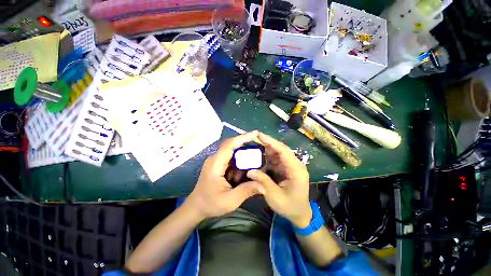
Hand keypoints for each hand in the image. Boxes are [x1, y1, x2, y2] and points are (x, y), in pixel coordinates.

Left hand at [185, 131, 263, 219]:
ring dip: (243, 157)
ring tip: (254, 163)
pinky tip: (243, 172)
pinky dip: (239, 163)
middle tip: (260, 148)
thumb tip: (264, 185)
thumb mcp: (230, 200)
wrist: (196, 207)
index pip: (229, 145)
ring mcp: (216, 161)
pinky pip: (231, 159)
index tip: (255, 133)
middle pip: (232, 146)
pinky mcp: (218, 164)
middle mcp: (215, 159)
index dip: (242, 138)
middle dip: (246, 145)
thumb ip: (247, 191)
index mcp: (216, 164)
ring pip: (233, 152)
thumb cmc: (210, 204)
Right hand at [247, 132, 311, 227]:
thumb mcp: (275, 197)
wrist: (300, 214)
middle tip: (254, 138)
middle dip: (268, 143)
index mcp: (296, 170)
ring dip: (267, 150)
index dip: (271, 141)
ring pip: (278, 153)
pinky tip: (259, 158)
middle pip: (281, 149)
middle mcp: (295, 165)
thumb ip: (263, 182)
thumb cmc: (290, 207)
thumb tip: (250, 170)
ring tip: (254, 146)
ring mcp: (292, 166)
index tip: (259, 135)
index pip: (283, 151)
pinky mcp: (287, 168)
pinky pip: (277, 159)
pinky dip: (268, 158)